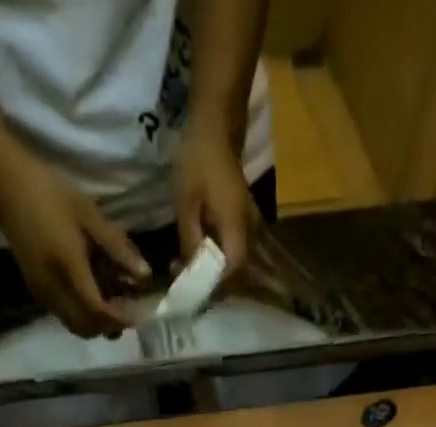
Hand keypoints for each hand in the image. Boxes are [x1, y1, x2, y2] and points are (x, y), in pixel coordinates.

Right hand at [0, 156, 149, 337]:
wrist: (5, 186)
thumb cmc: (50, 194)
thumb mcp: (90, 215)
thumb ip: (118, 248)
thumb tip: (145, 276)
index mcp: (68, 269)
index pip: (98, 312)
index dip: (120, 318)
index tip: (139, 312)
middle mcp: (53, 290)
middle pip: (86, 328)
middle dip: (109, 326)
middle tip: (127, 309)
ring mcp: (42, 293)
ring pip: (74, 325)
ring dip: (95, 322)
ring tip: (112, 300)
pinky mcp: (36, 291)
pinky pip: (64, 315)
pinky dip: (82, 313)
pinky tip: (92, 292)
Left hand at [174, 119, 258, 284]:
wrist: (216, 127)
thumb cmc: (199, 161)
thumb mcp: (186, 204)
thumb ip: (190, 241)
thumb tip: (190, 272)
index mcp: (237, 225)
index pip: (232, 268)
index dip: (213, 285)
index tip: (192, 290)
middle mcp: (249, 229)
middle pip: (236, 270)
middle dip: (211, 283)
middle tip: (185, 284)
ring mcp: (250, 225)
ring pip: (235, 262)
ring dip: (213, 272)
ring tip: (188, 271)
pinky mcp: (244, 222)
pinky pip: (233, 250)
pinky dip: (217, 259)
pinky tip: (198, 256)